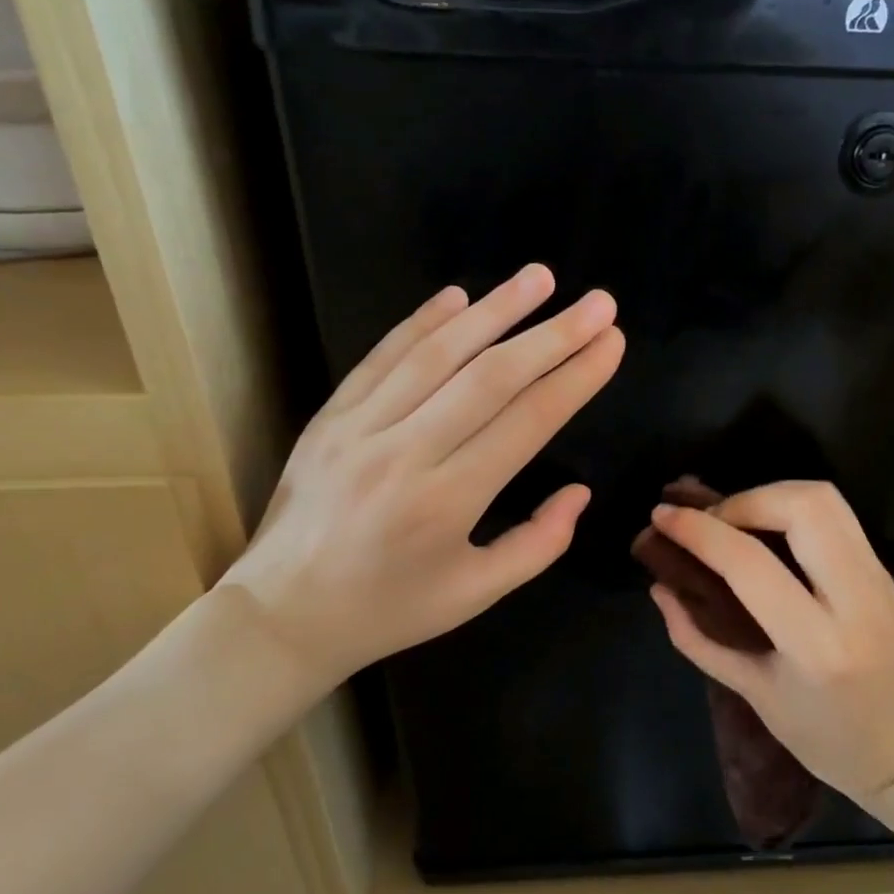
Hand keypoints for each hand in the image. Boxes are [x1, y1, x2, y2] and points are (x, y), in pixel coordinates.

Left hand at [223, 265, 623, 686]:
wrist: (281, 616)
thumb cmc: (389, 610)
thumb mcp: (476, 595)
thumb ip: (538, 544)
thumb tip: (579, 491)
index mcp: (447, 502)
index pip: (527, 422)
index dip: (575, 378)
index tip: (612, 343)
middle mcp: (405, 453)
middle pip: (490, 378)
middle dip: (552, 334)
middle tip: (598, 302)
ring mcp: (360, 428)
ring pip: (437, 354)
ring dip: (494, 310)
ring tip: (540, 277)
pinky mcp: (330, 416)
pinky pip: (382, 358)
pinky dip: (422, 322)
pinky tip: (458, 295)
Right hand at [646, 481, 893, 803]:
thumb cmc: (828, 740)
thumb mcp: (755, 696)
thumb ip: (699, 639)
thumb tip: (660, 588)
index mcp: (816, 646)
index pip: (750, 563)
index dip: (699, 531)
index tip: (663, 516)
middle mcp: (855, 599)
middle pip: (802, 506)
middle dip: (743, 499)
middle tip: (710, 521)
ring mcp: (878, 577)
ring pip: (825, 497)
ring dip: (770, 494)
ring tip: (736, 519)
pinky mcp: (884, 568)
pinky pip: (836, 513)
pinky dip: (792, 506)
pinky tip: (767, 528)